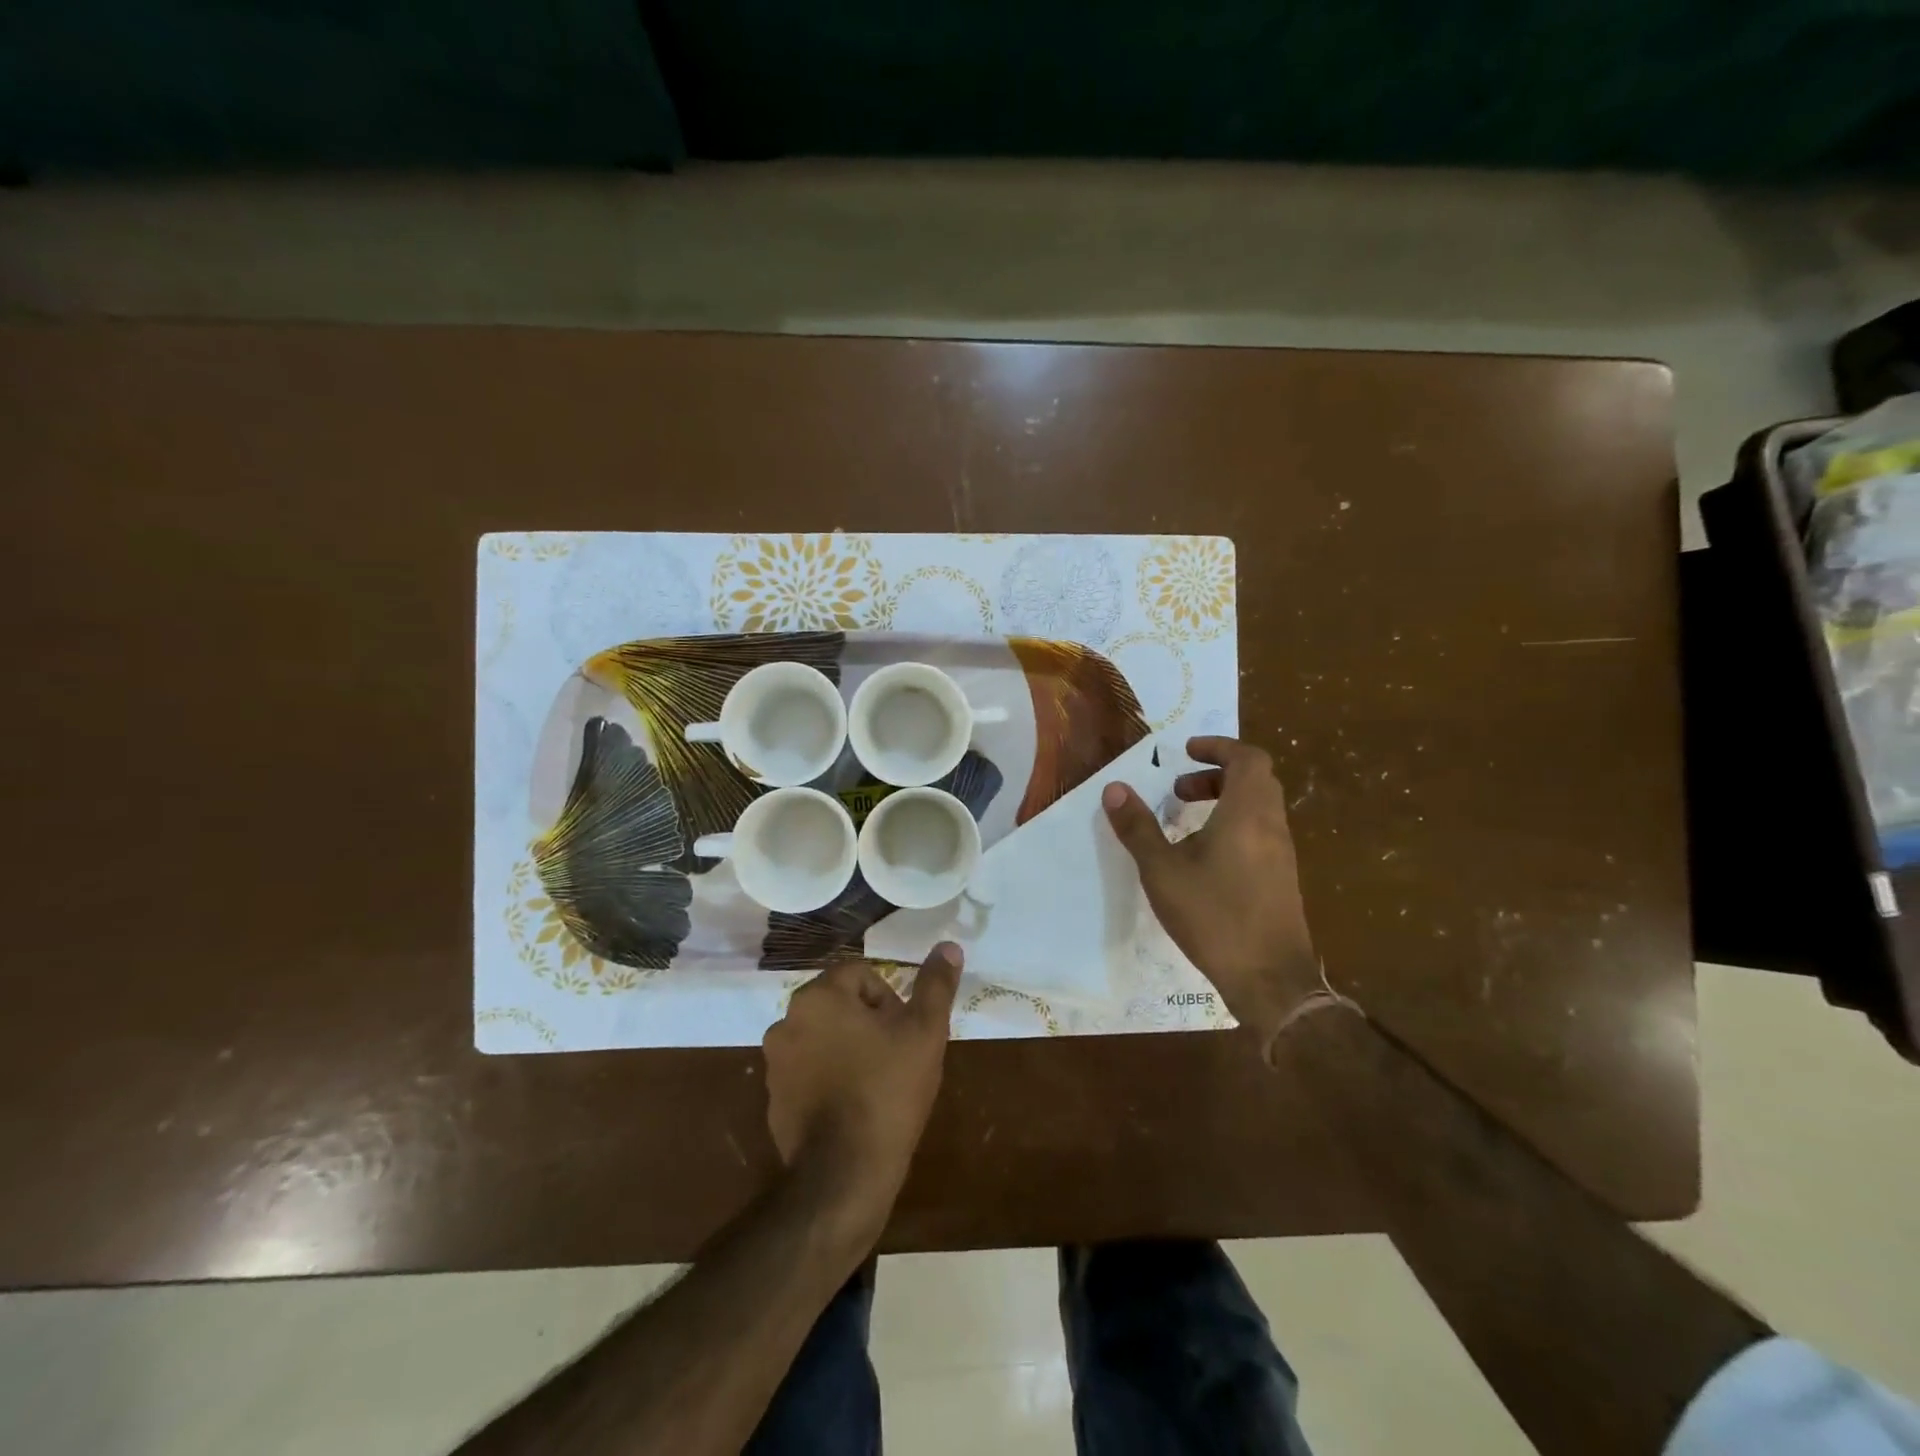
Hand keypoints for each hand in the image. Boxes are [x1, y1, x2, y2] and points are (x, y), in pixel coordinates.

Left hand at [762, 944, 962, 1226]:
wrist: (845, 1174)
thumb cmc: (888, 1090)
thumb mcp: (925, 1032)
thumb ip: (936, 985)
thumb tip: (949, 946)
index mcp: (819, 996)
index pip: (861, 975)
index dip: (891, 1000)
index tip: (904, 1033)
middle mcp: (787, 1021)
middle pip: (841, 1004)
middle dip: (869, 1024)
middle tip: (895, 1057)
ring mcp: (774, 1063)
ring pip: (824, 1038)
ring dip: (848, 1050)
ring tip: (876, 1084)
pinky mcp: (773, 1100)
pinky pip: (809, 1073)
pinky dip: (829, 1079)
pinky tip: (853, 1108)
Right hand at [1102, 736, 1318, 1042]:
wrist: (1269, 978)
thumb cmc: (1213, 916)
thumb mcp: (1162, 870)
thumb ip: (1138, 827)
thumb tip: (1114, 788)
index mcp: (1247, 813)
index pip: (1247, 758)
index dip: (1218, 746)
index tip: (1186, 751)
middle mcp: (1271, 825)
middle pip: (1255, 779)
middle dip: (1216, 774)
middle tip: (1179, 789)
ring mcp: (1282, 853)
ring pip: (1258, 807)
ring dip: (1224, 800)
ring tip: (1185, 821)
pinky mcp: (1282, 877)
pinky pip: (1260, 831)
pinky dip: (1233, 824)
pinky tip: (1204, 856)